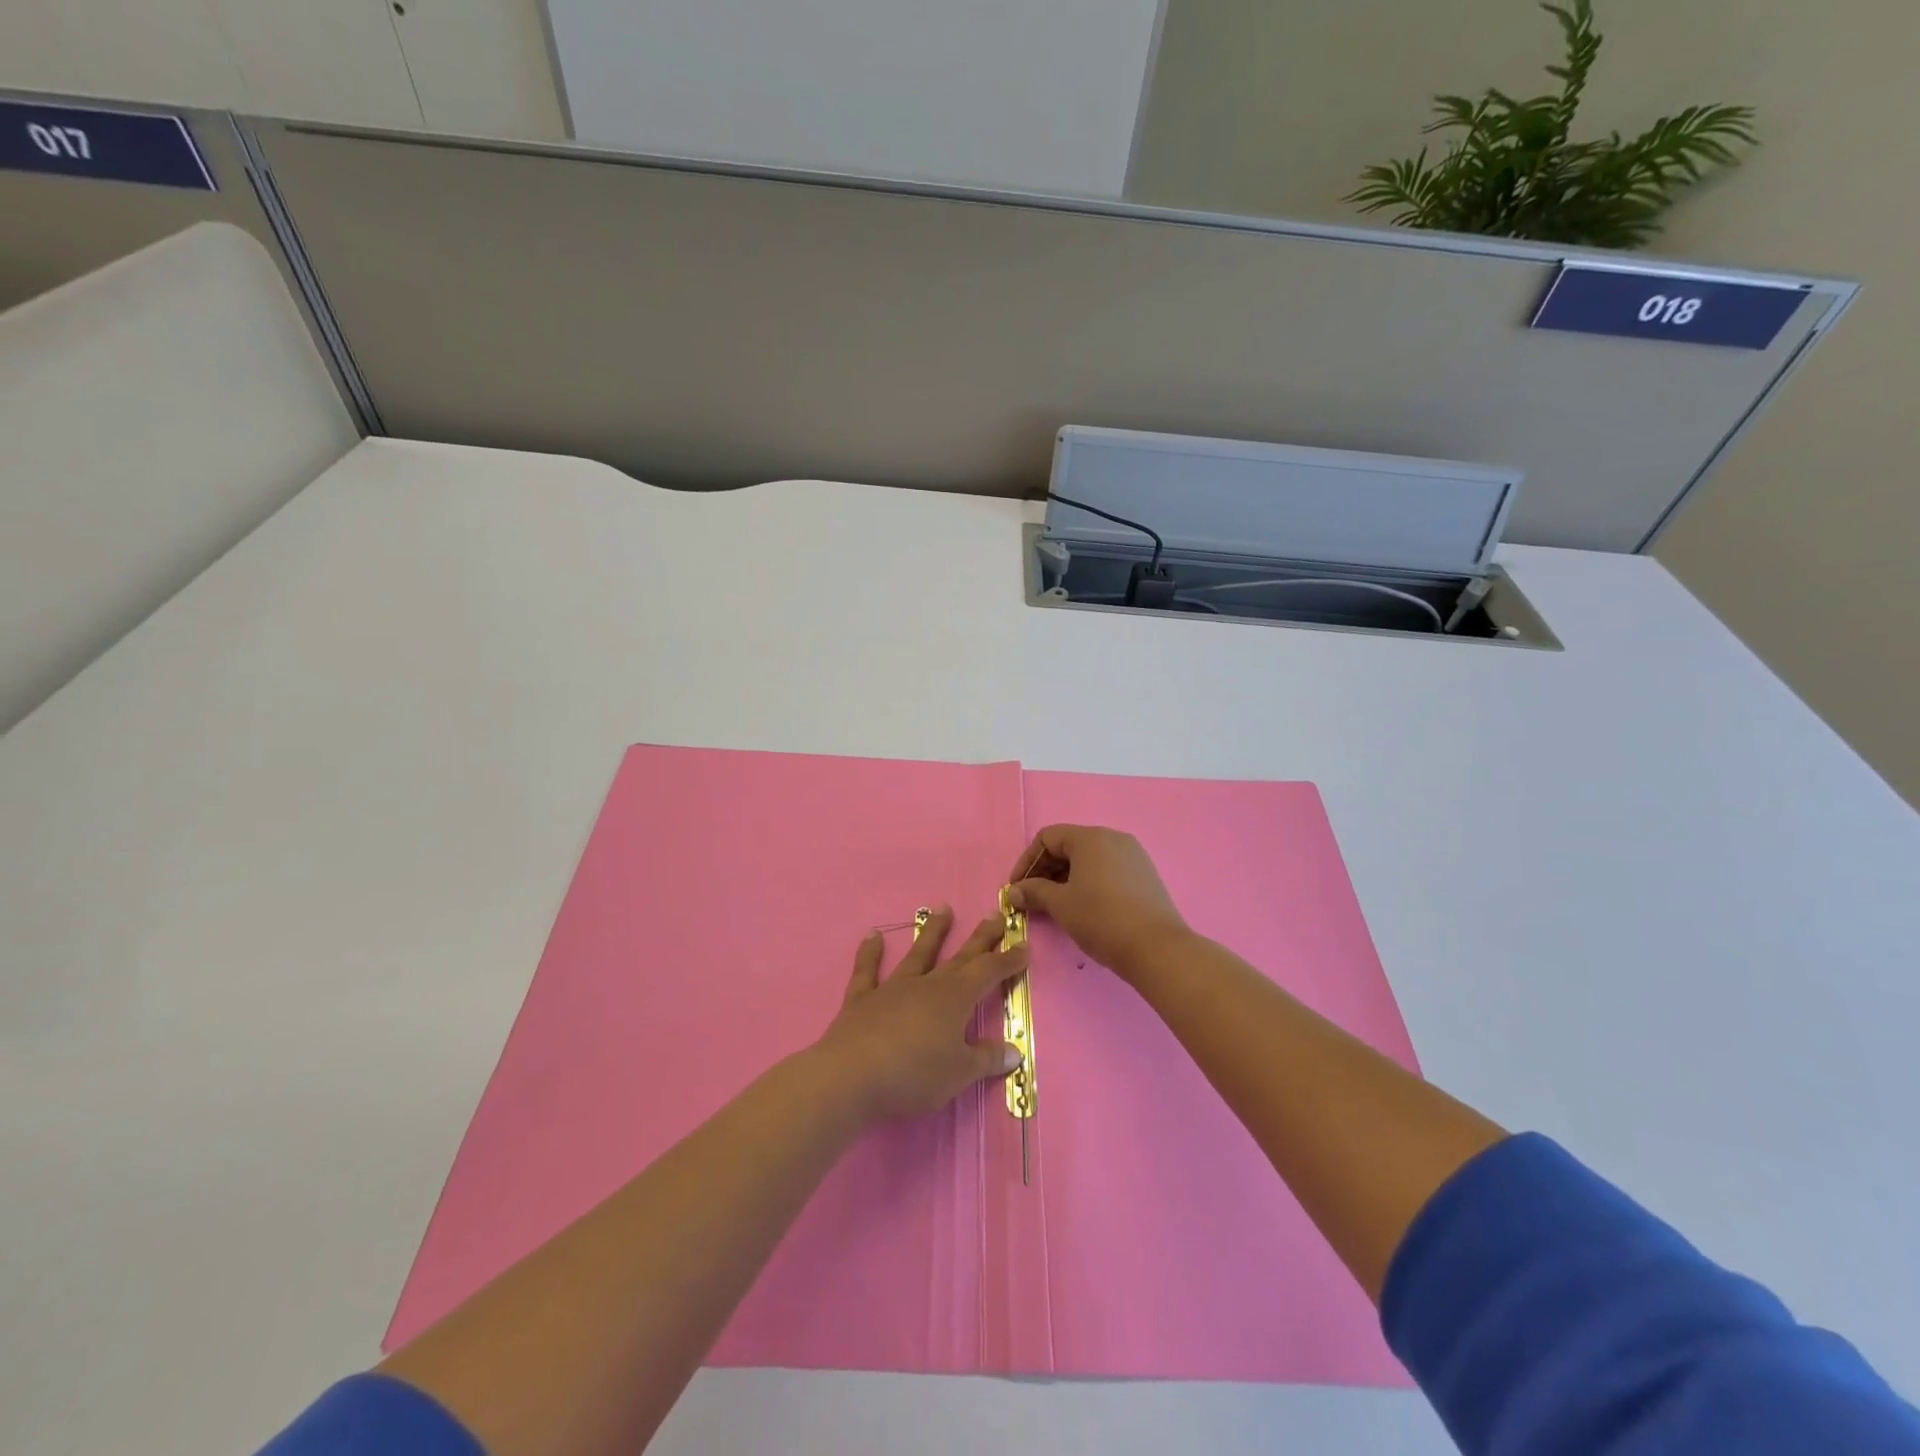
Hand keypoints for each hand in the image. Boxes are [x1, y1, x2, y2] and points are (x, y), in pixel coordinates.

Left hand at [815, 907, 1024, 1121]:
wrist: (852, 1075)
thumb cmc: (914, 1075)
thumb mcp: (959, 1073)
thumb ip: (986, 1059)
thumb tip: (1014, 1050)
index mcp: (954, 999)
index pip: (988, 973)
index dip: (1008, 960)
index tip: (1023, 946)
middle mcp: (927, 985)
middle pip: (959, 957)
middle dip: (980, 938)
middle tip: (995, 915)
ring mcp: (892, 988)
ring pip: (917, 954)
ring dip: (932, 932)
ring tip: (944, 908)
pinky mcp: (862, 999)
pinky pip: (867, 971)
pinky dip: (869, 953)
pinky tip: (872, 935)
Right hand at [1007, 825, 1190, 981]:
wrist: (1156, 948)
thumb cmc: (1101, 918)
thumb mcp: (1061, 905)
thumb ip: (1034, 892)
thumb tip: (1013, 891)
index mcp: (1091, 838)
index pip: (1048, 837)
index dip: (1027, 861)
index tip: (1017, 887)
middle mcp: (1113, 838)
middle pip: (1069, 845)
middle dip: (1045, 870)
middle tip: (1032, 898)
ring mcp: (1133, 855)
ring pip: (1089, 859)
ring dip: (1066, 878)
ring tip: (1055, 905)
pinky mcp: (1145, 875)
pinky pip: (1107, 870)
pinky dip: (1088, 882)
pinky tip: (1083, 907)